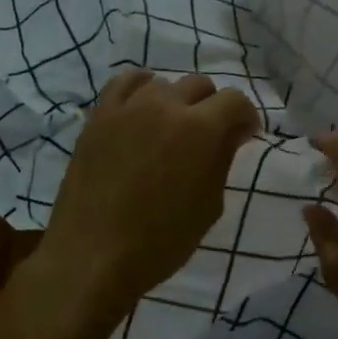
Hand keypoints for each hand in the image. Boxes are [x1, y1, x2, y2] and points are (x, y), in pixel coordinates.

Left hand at [37, 70, 259, 336]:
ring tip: (172, 129)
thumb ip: (222, 160)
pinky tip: (143, 107)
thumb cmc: (160, 241)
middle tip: (210, 137)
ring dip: (177, 101)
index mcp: (200, 129)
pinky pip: (123, 83)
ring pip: (163, 84)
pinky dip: (140, 88)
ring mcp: (127, 108)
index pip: (234, 100)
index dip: (245, 117)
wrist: (92, 256)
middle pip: (200, 85)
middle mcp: (165, 105)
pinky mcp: (98, 117)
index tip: (244, 137)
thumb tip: (232, 132)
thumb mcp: (208, 206)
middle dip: (213, 107)